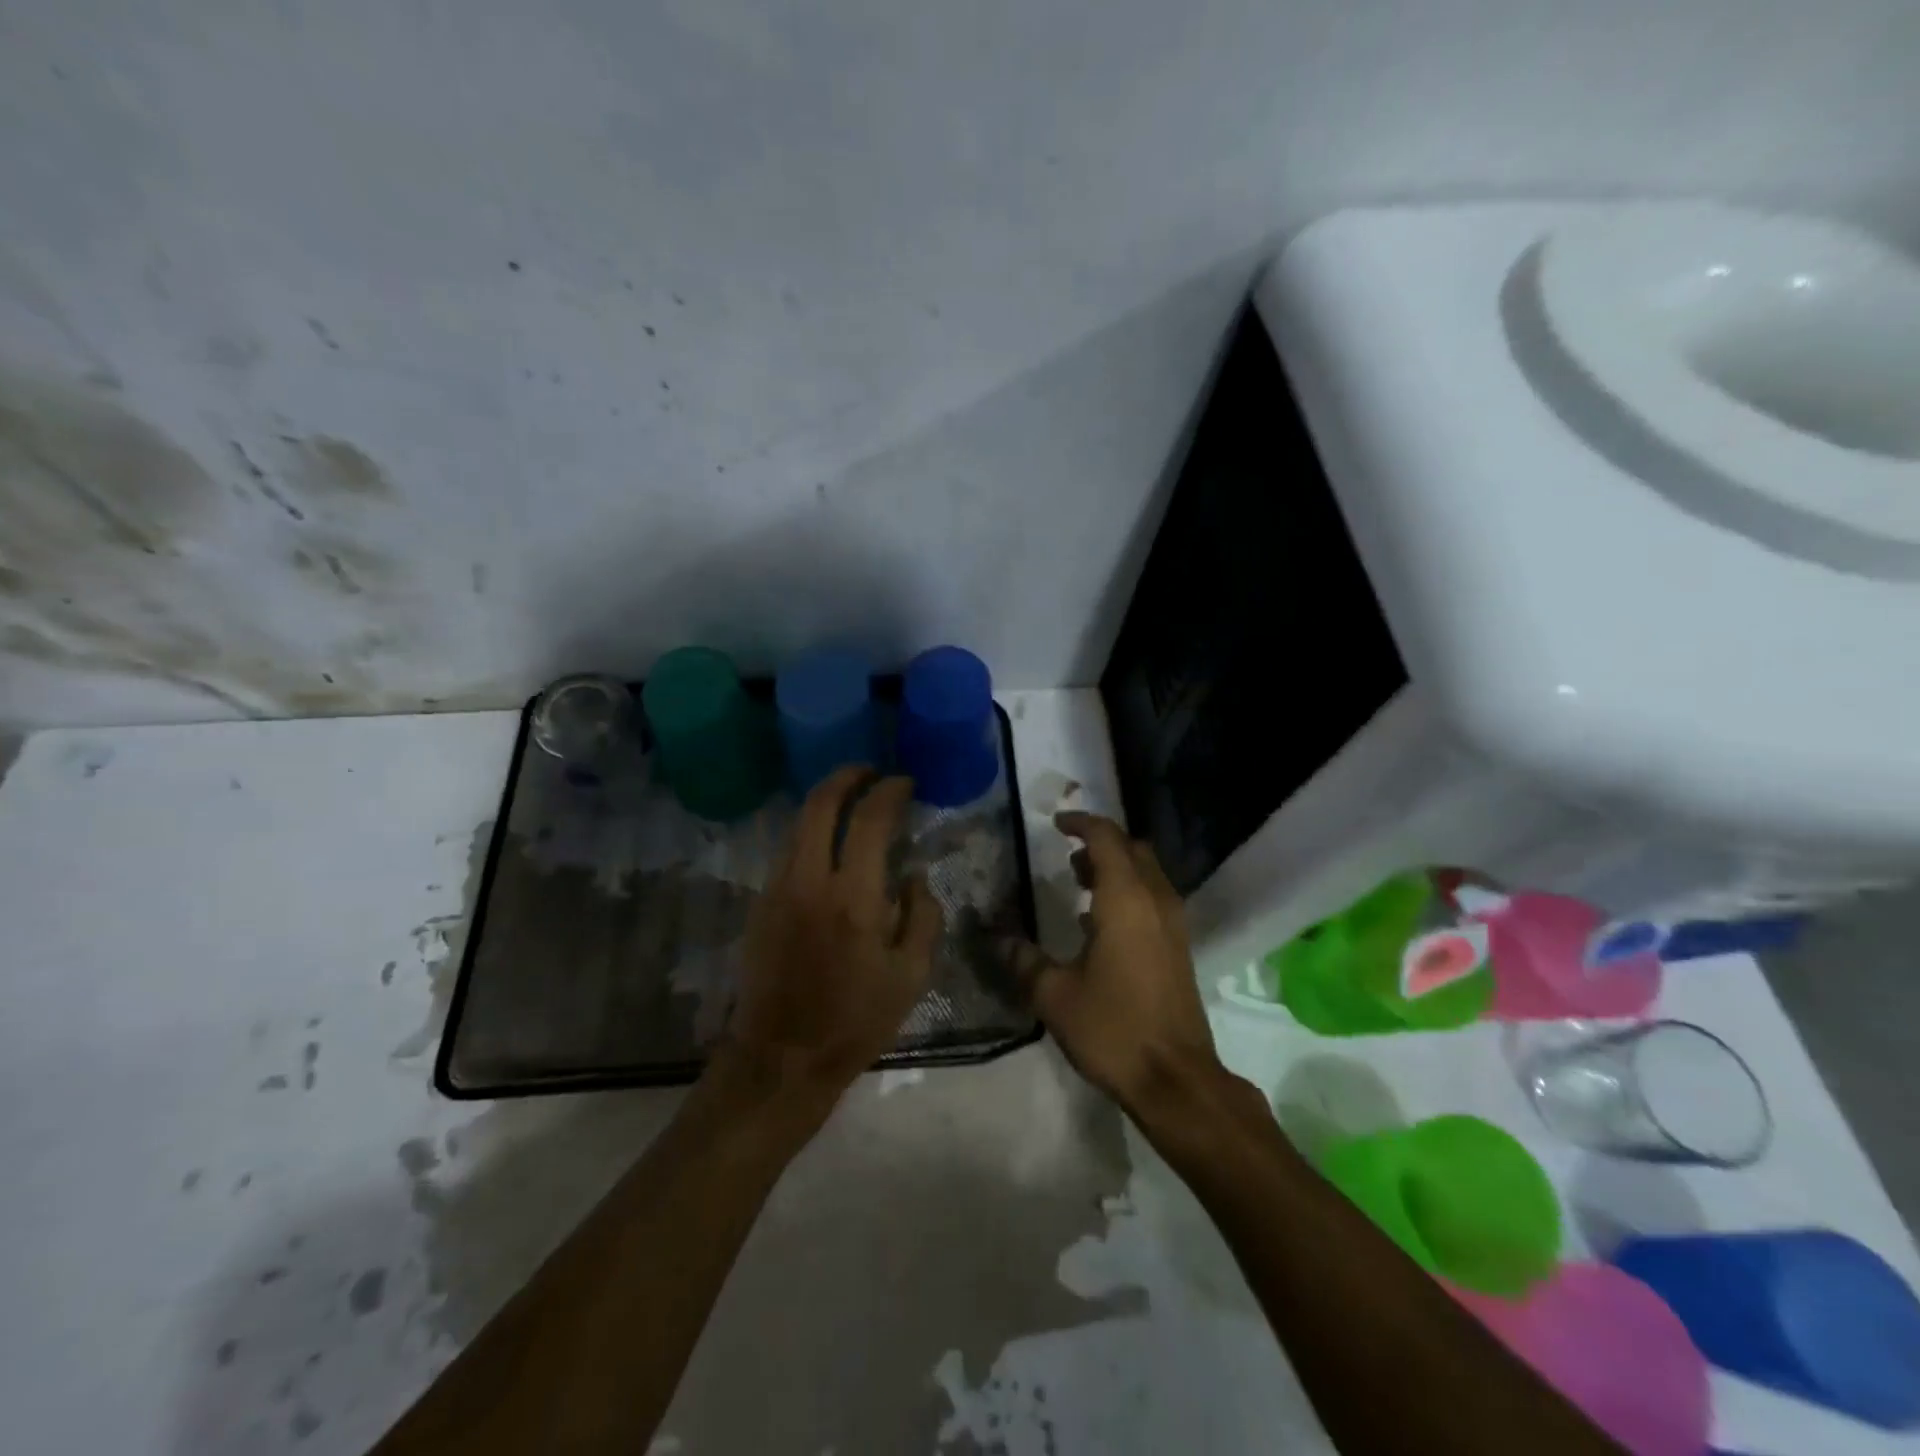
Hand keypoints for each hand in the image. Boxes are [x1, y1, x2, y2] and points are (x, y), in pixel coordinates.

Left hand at [724, 767, 941, 1095]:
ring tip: (850, 795)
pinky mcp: (760, 903)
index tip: (905, 782)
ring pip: (797, 823)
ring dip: (824, 800)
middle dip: (847, 776)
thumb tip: (913, 875)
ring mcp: (777, 889)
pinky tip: (826, 839)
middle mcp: (809, 880)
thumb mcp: (911, 976)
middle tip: (870, 771)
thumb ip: (923, 915)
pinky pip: (786, 849)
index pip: (869, 820)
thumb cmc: (856, 1020)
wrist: (781, 1057)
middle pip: (821, 804)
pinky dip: (809, 829)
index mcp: (853, 897)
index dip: (890, 791)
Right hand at [999, 812, 1223, 1112]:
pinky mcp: (1179, 946)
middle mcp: (1155, 900)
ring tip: (1079, 882)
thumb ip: (1024, 960)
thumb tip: (998, 938)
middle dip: (1101, 843)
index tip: (1056, 823)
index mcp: (1125, 899)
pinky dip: (1129, 891)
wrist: (1176, 1078)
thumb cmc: (1113, 1029)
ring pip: (1147, 872)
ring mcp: (1173, 923)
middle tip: (1067, 855)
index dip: (1081, 823)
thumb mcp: (1054, 995)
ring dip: (1116, 866)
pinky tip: (1100, 922)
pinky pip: (1155, 897)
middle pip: (1133, 848)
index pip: (1106, 838)